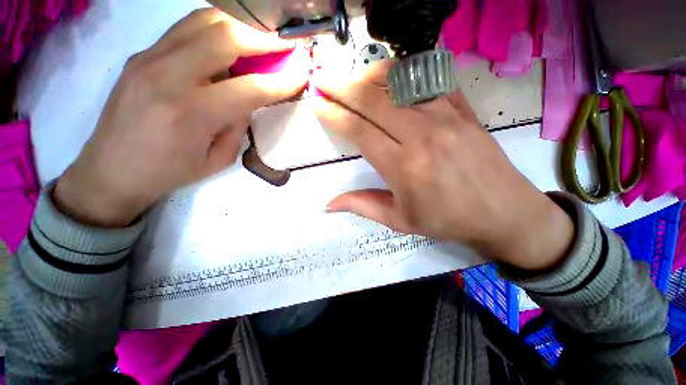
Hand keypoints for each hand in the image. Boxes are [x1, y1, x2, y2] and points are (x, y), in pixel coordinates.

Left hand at [54, 8, 307, 227]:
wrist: (110, 170)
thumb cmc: (170, 172)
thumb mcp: (218, 159)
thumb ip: (237, 124)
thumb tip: (248, 99)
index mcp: (192, 113)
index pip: (251, 87)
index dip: (282, 81)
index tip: (302, 74)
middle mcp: (168, 75)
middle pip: (226, 36)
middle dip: (264, 38)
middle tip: (285, 43)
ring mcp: (149, 58)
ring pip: (203, 21)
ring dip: (240, 26)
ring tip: (260, 39)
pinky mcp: (141, 54)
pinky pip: (185, 29)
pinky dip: (215, 29)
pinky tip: (228, 43)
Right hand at [313, 63, 573, 270]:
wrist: (503, 210)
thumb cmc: (447, 219)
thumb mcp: (400, 221)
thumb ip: (362, 206)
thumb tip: (329, 204)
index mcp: (403, 166)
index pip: (359, 131)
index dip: (334, 115)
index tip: (318, 105)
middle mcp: (421, 134)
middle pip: (372, 101)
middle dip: (341, 88)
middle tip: (322, 80)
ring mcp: (445, 116)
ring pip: (397, 84)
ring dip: (367, 76)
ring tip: (350, 78)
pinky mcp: (462, 108)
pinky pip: (427, 80)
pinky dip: (402, 73)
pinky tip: (388, 75)